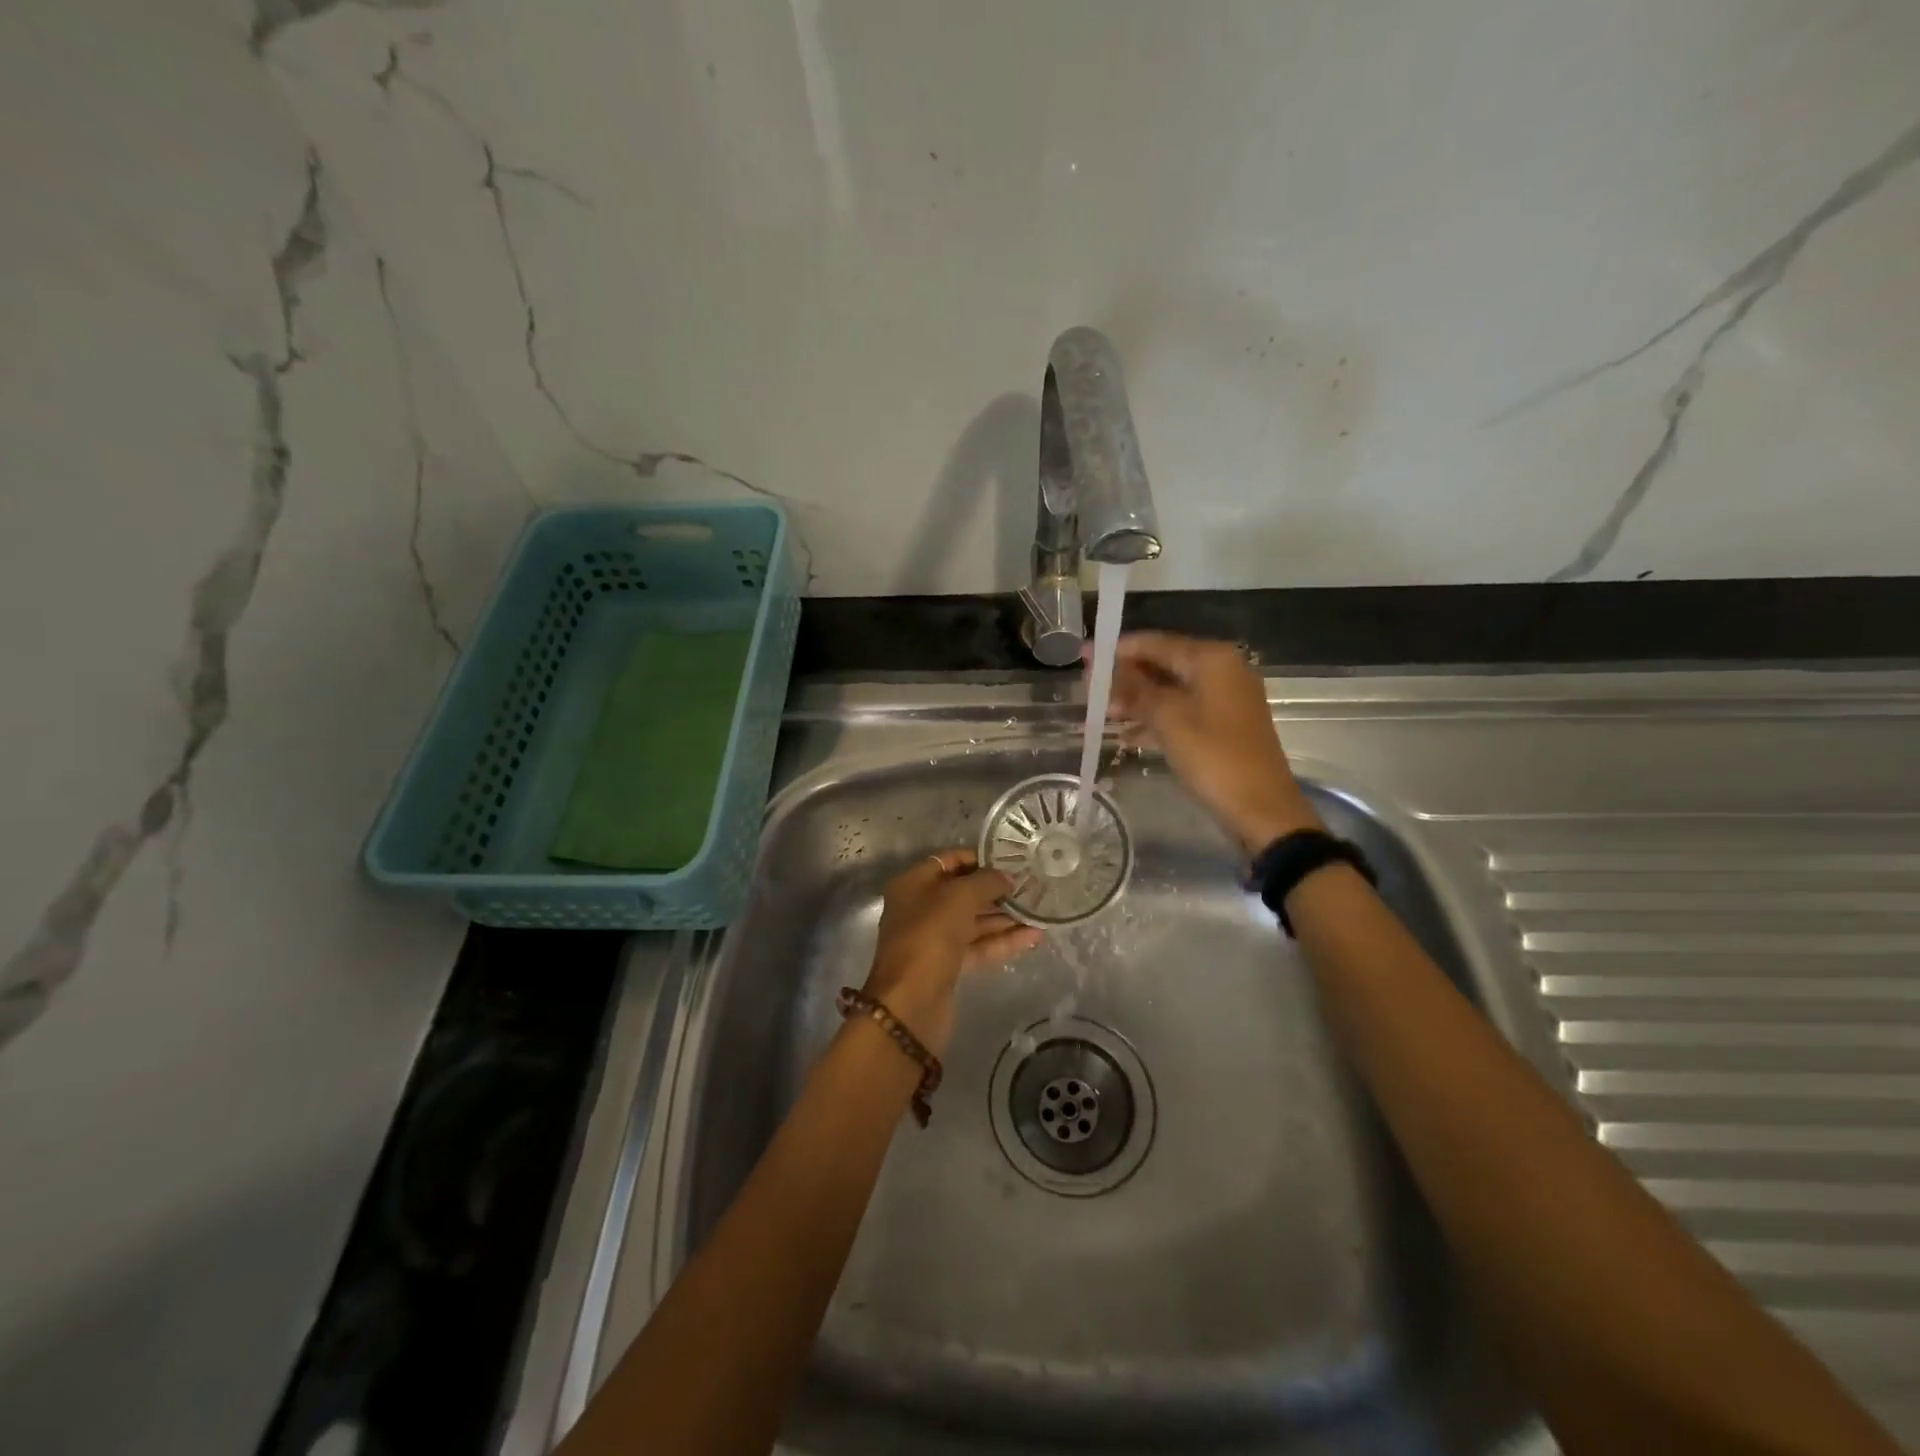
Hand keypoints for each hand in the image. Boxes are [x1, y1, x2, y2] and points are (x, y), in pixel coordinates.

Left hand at [862, 850, 1043, 1054]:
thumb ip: (986, 881)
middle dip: (997, 889)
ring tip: (1040, 909)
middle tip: (1033, 885)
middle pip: (963, 892)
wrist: (911, 1003)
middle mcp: (921, 908)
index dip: (980, 858)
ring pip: (974, 922)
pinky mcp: (949, 966)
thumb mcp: (958, 898)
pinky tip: (1035, 935)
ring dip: (1005, 916)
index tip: (1013, 859)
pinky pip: (979, 946)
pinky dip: (1003, 941)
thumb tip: (1008, 877)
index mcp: (913, 884)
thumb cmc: (930, 936)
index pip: (950, 861)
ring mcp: (935, 939)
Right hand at [1101, 631, 1322, 853]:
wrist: (1261, 809)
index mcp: (1212, 659)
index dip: (1117, 650)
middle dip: (1126, 677)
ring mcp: (1226, 698)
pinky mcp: (1225, 725)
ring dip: (1138, 700)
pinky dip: (1157, 719)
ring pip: (1171, 690)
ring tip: (1103, 714)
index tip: (1085, 656)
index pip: (1155, 643)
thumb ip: (1135, 689)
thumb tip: (1104, 667)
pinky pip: (1183, 711)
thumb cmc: (1213, 757)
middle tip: (1090, 689)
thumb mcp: (1167, 720)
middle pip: (1164, 664)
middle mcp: (1222, 670)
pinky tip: (1128, 736)